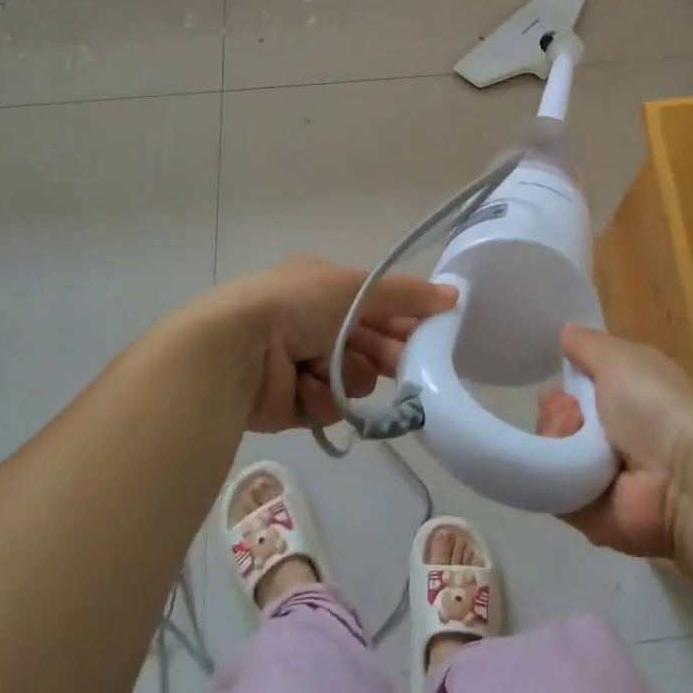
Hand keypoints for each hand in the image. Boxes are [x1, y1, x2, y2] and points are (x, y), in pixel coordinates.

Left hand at [210, 257, 457, 432]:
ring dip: (348, 375)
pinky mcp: (293, 404)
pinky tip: (308, 388)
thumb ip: (406, 295)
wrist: (237, 348)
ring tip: (330, 369)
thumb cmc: (296, 304)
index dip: (403, 321)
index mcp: (322, 289)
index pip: (376, 306)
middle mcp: (312, 325)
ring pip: (354, 379)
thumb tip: (455, 295)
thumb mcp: (355, 287)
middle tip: (399, 364)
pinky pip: (330, 405)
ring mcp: (302, 365)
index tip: (427, 334)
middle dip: (382, 354)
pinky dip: (323, 397)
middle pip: (369, 346)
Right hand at [535, 326, 692, 559]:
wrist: (681, 479)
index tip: (564, 374)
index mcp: (624, 394)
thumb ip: (588, 345)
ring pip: (548, 446)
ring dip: (556, 437)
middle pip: (556, 414)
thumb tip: (566, 331)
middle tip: (573, 413)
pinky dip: (554, 474)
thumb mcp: (620, 358)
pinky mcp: (583, 509)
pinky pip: (549, 486)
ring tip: (577, 442)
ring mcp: (595, 472)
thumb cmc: (656, 406)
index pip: (577, 383)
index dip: (566, 377)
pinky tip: (573, 468)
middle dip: (556, 409)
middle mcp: (610, 431)